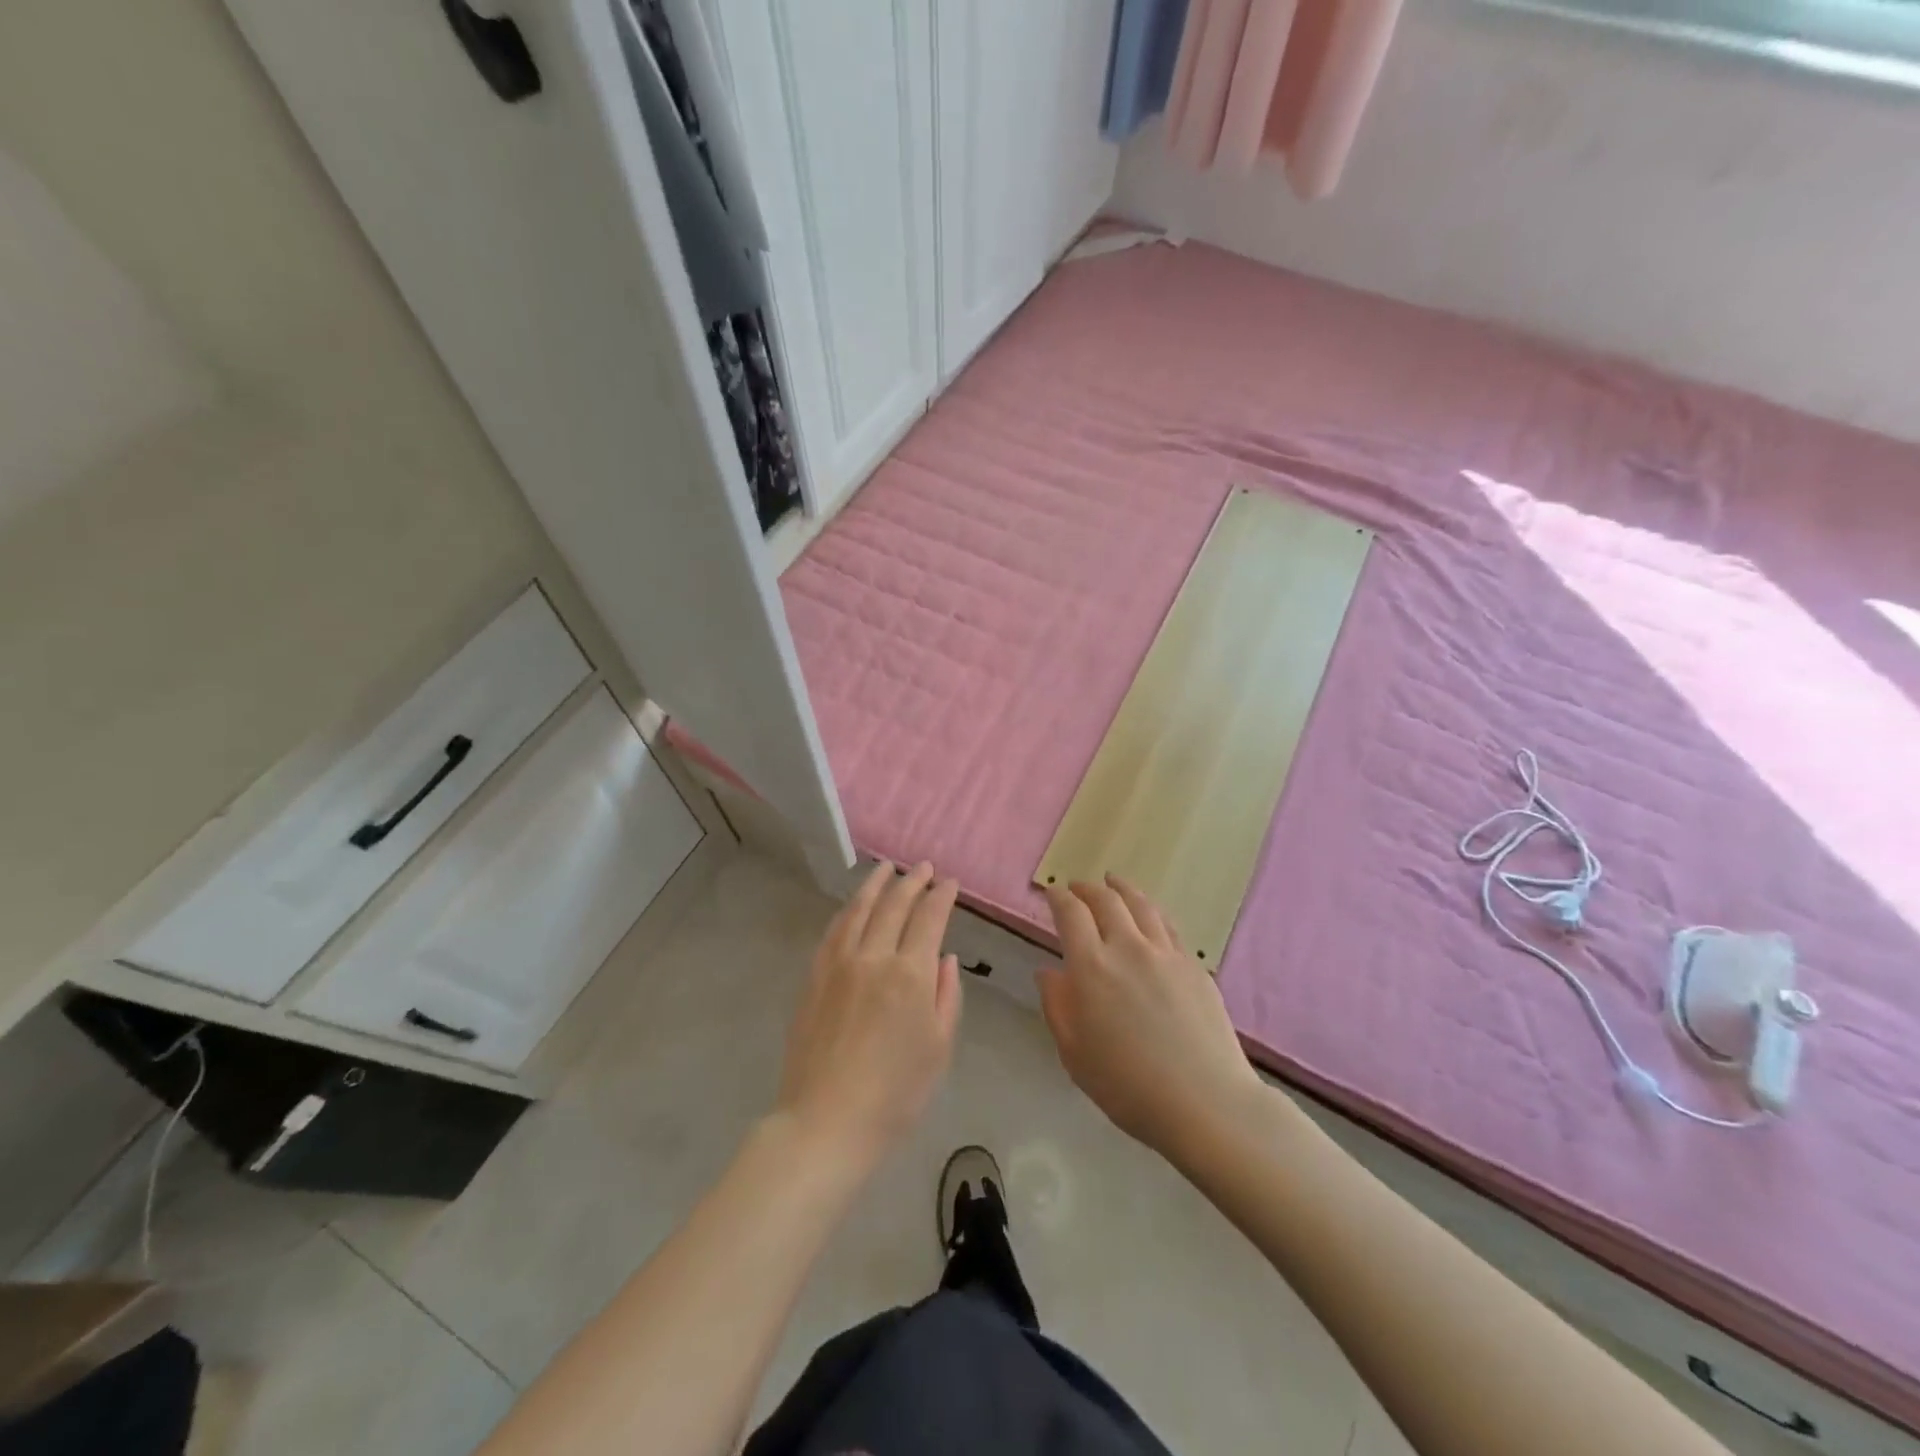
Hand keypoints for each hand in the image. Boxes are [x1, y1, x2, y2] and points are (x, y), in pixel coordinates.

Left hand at [777, 862, 962, 1166]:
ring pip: (860, 909)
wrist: (826, 1122)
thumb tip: (944, 956)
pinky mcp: (815, 976)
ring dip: (876, 884)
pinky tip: (853, 905)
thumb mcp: (939, 1049)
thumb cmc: (895, 1094)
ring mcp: (839, 963)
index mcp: (911, 974)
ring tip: (887, 868)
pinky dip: (848, 909)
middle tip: (924, 867)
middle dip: (912, 881)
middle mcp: (874, 956)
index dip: (942, 896)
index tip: (950, 882)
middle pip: (894, 905)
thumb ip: (946, 996)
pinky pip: (834, 930)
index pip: (929, 918)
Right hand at [1039, 875, 1261, 1162]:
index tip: (1051, 892)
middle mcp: (1128, 948)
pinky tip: (1150, 915)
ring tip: (1113, 882)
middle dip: (1087, 888)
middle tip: (1077, 885)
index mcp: (1092, 967)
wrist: (1205, 1102)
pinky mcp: (1194, 966)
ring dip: (1122, 889)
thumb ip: (1057, 1006)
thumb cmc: (1128, 1086)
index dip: (1058, 897)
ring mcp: (1166, 954)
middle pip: (1106, 900)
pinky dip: (1151, 911)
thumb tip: (1048, 972)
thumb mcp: (1074, 1054)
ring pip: (1141, 905)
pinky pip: (1168, 925)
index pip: (1070, 914)